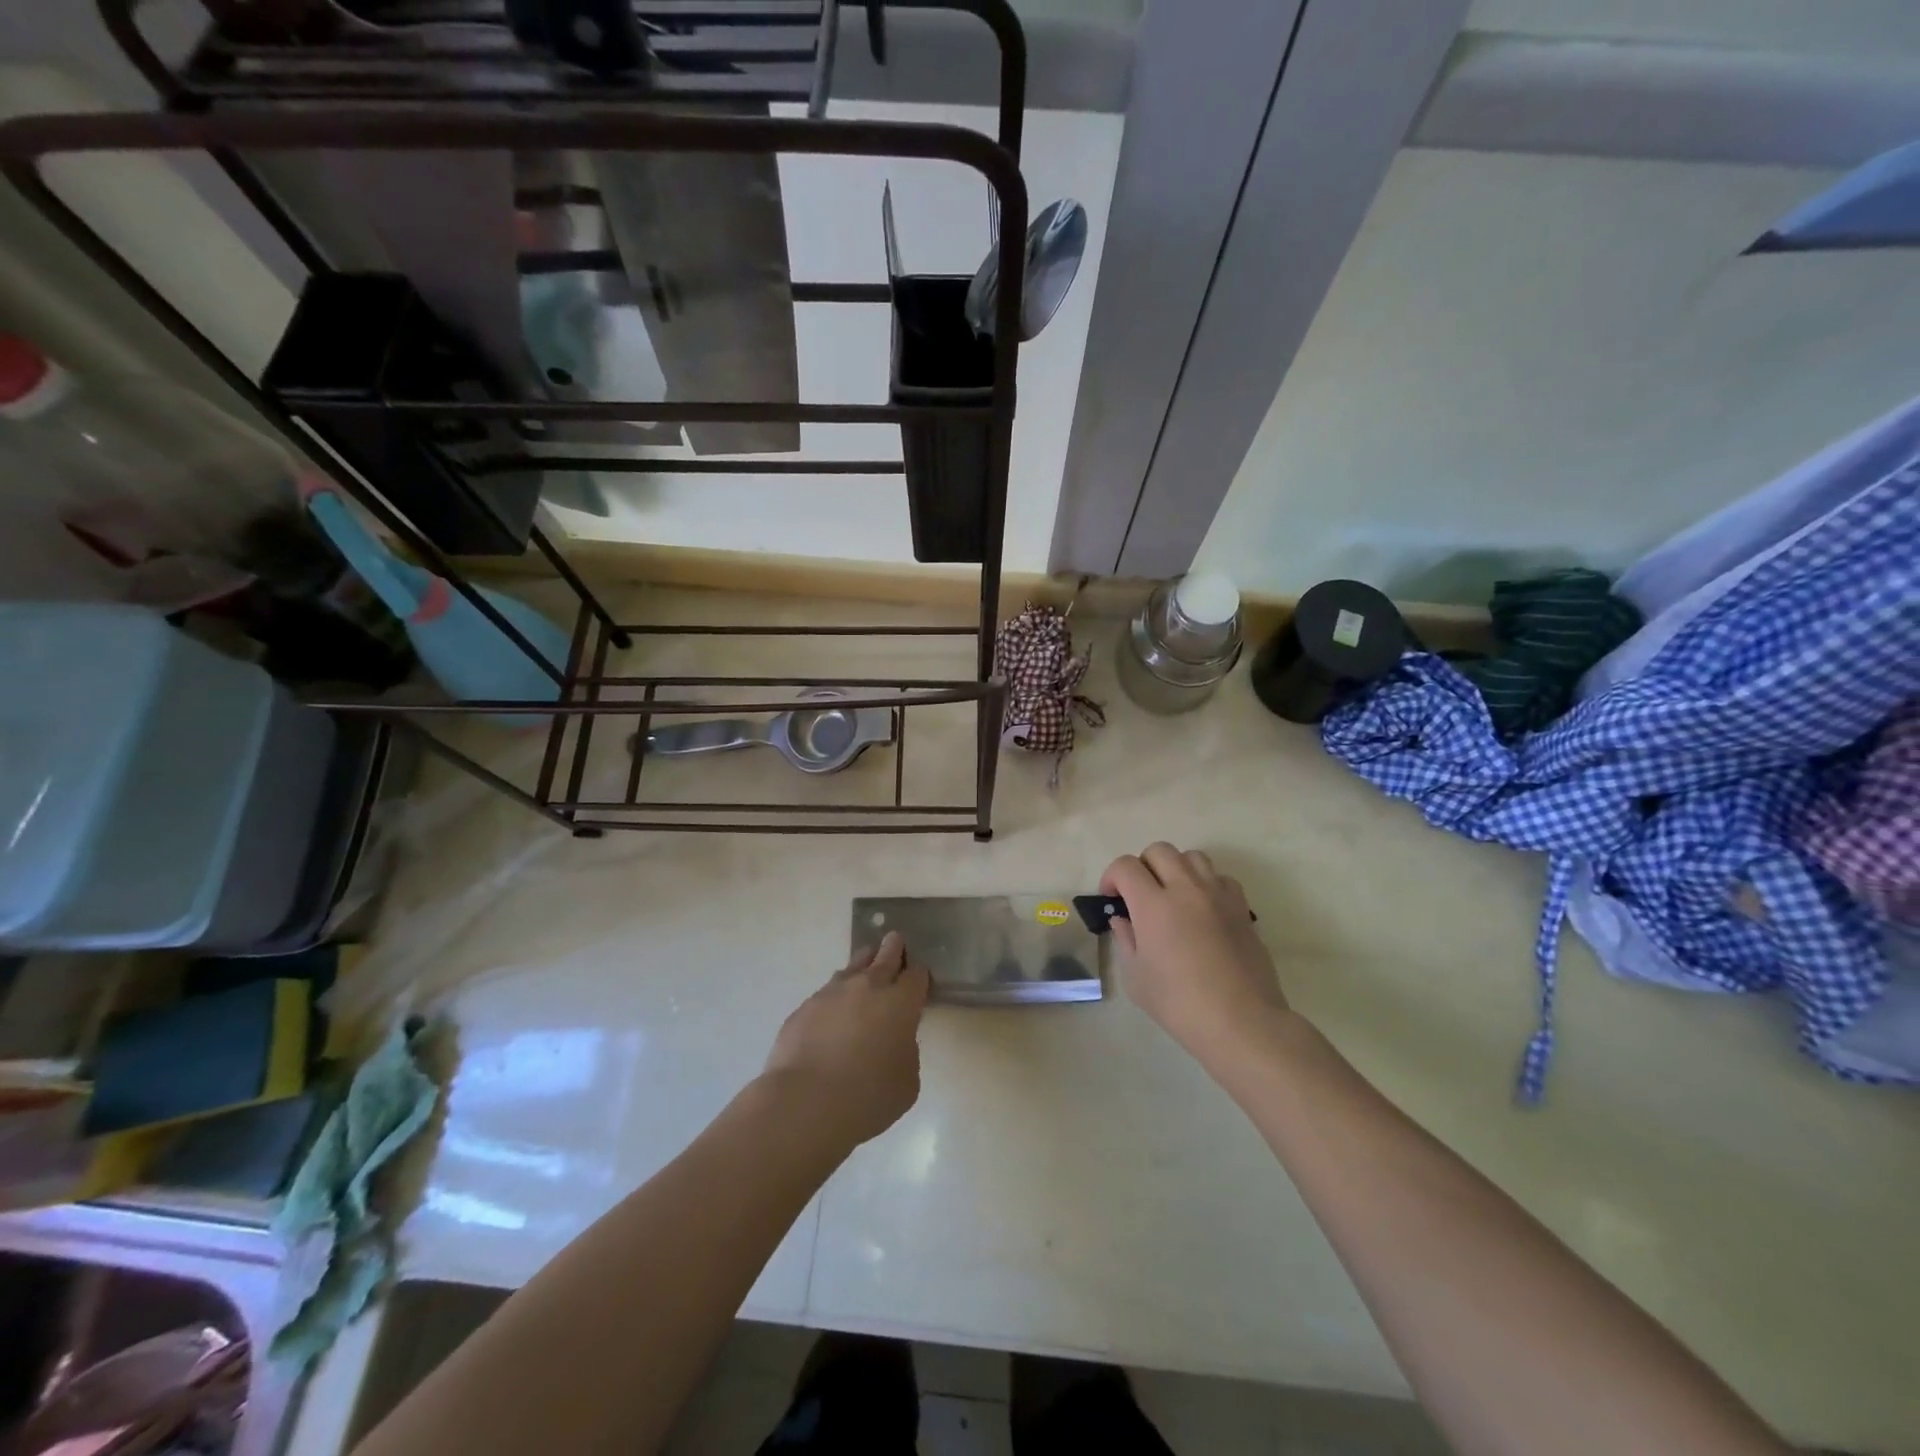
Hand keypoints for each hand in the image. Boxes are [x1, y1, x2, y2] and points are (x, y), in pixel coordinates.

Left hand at [762, 931, 929, 1146]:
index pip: (917, 974)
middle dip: (894, 948)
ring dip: (862, 966)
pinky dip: (835, 999)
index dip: (919, 976)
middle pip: (886, 954)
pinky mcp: (805, 1006)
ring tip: (864, 972)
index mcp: (901, 1002)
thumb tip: (893, 1041)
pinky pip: (826, 994)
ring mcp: (833, 992)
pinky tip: (832, 1017)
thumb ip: (906, 1052)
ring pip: (853, 966)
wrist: (806, 1102)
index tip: (918, 982)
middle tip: (895, 942)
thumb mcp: (907, 1081)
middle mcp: (869, 986)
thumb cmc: (869, 1096)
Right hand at [1101, 843, 1288, 1064]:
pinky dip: (1206, 884)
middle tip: (1140, 894)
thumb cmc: (1180, 1004)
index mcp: (1153, 905)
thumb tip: (1123, 919)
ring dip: (1176, 869)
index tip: (1112, 898)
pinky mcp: (1241, 907)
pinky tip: (1203, 910)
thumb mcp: (1136, 978)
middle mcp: (1186, 889)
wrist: (1241, 1021)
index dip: (1112, 876)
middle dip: (1143, 866)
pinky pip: (1220, 877)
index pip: (1126, 866)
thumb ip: (1126, 940)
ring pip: (1192, 857)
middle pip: (1159, 850)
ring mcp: (1217, 895)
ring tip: (1173, 896)